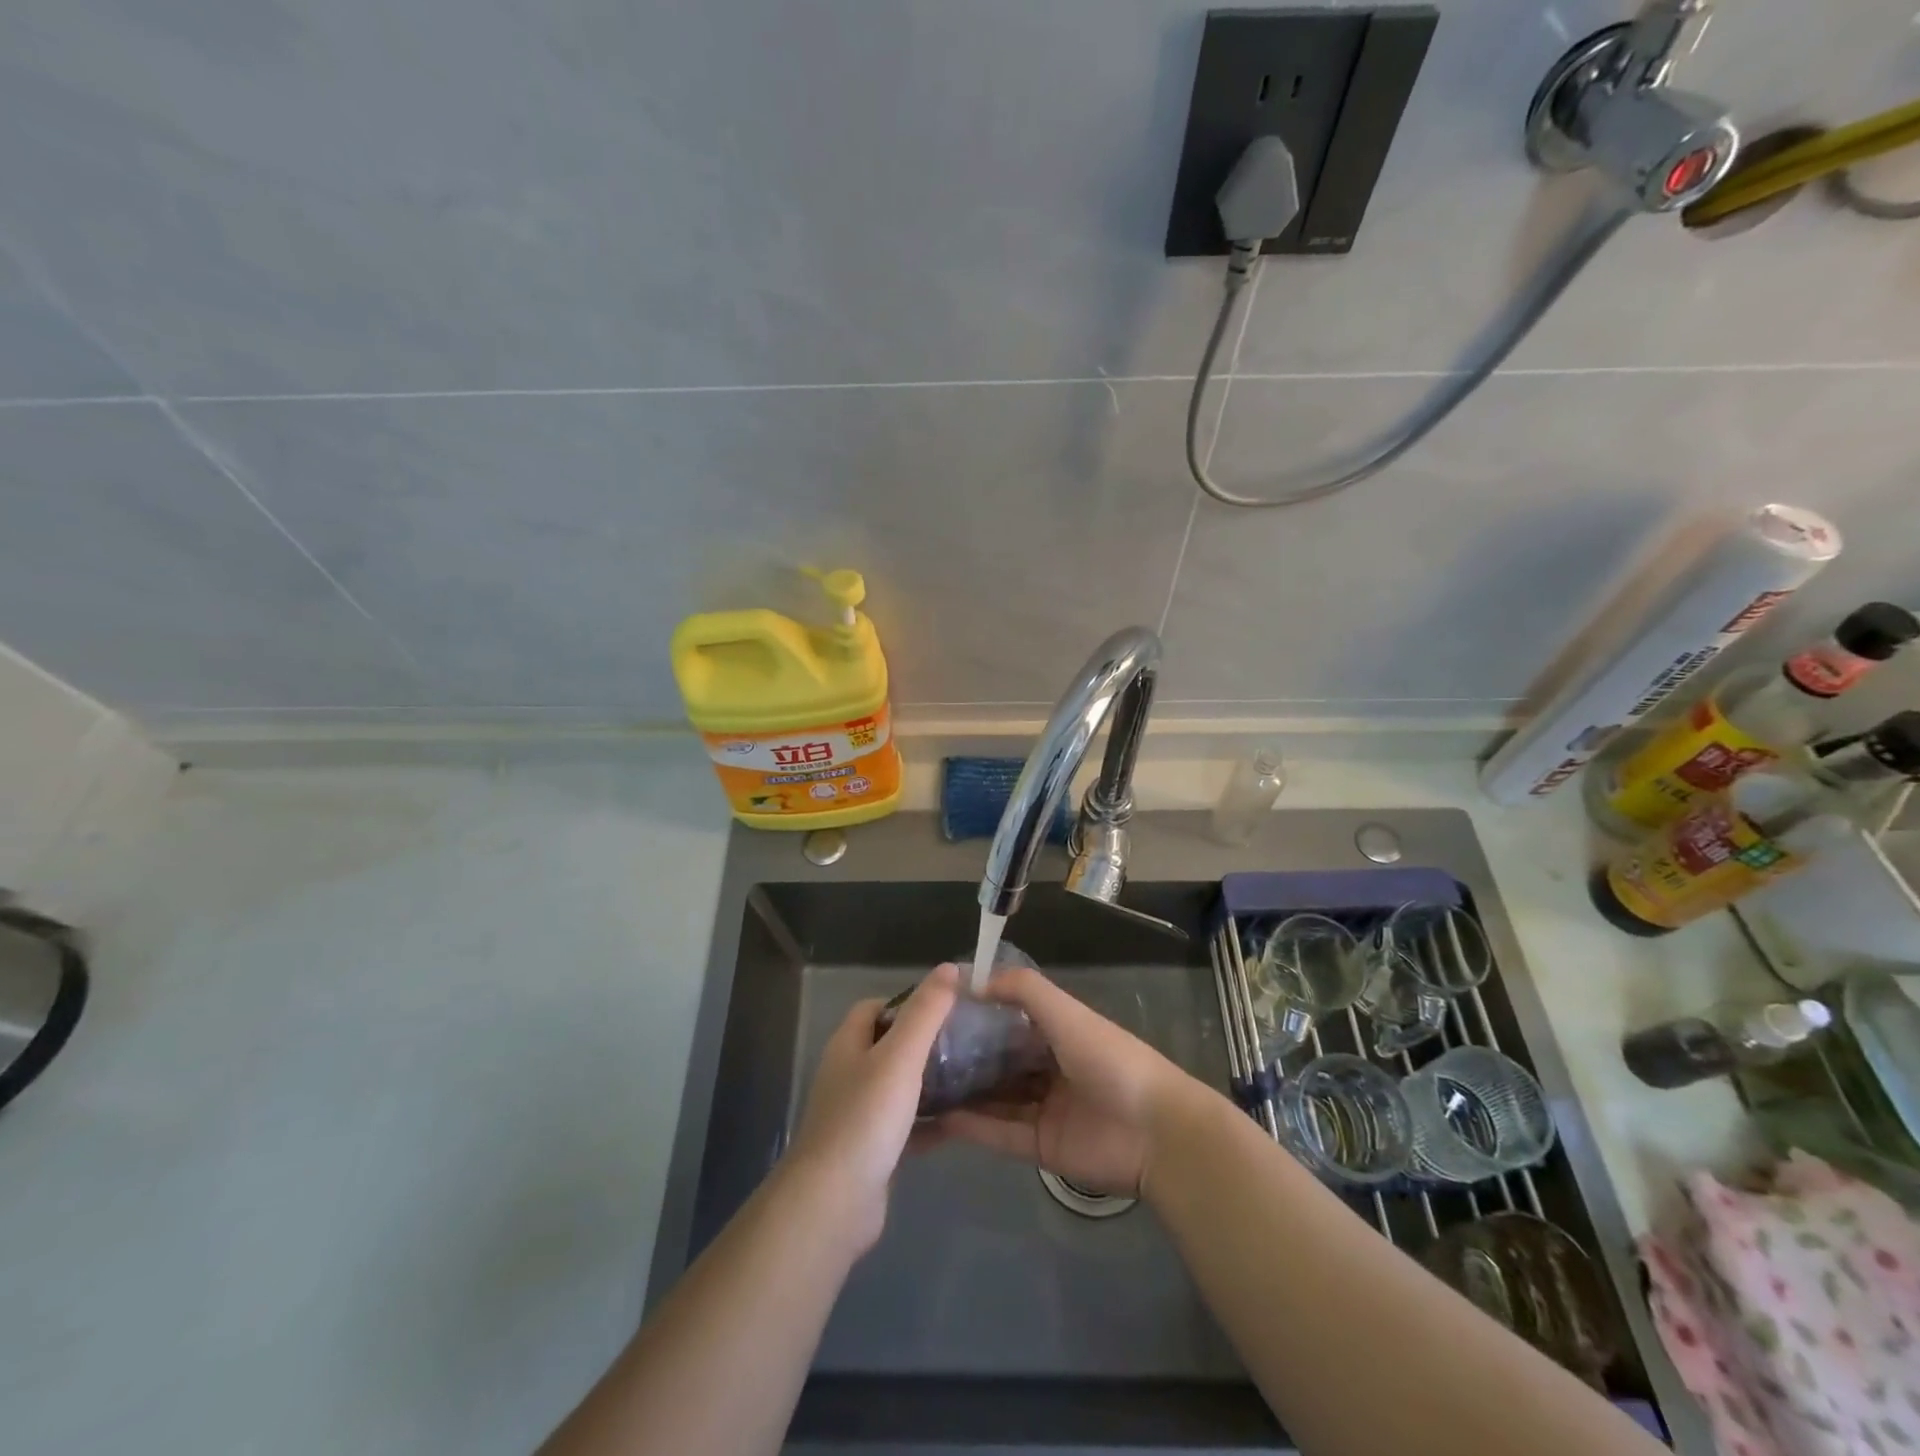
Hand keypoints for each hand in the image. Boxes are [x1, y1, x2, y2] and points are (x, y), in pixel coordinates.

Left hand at [785, 963, 957, 1253]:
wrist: (834, 1203)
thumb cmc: (866, 1118)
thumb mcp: (900, 1056)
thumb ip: (925, 1012)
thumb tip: (949, 967)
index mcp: (848, 1045)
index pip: (875, 1007)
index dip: (908, 1001)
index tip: (946, 1007)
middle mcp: (849, 1074)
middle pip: (888, 1045)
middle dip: (924, 1041)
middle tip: (966, 1042)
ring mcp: (858, 1114)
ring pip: (898, 1086)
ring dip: (929, 1081)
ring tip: (971, 1076)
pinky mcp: (871, 1150)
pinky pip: (905, 1125)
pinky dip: (929, 1121)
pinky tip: (960, 1122)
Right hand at [939, 967, 1202, 1197]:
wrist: (1155, 1132)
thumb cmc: (1110, 1059)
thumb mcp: (1066, 1012)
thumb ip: (1022, 990)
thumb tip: (971, 978)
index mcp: (1059, 1033)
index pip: (1010, 1020)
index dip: (978, 1013)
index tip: (936, 1009)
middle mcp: (1048, 1068)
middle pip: (999, 1060)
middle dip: (965, 1056)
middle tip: (918, 1050)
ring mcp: (1043, 1109)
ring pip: (994, 1097)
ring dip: (963, 1091)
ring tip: (918, 1084)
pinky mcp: (1040, 1146)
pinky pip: (999, 1132)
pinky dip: (972, 1126)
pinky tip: (938, 1116)